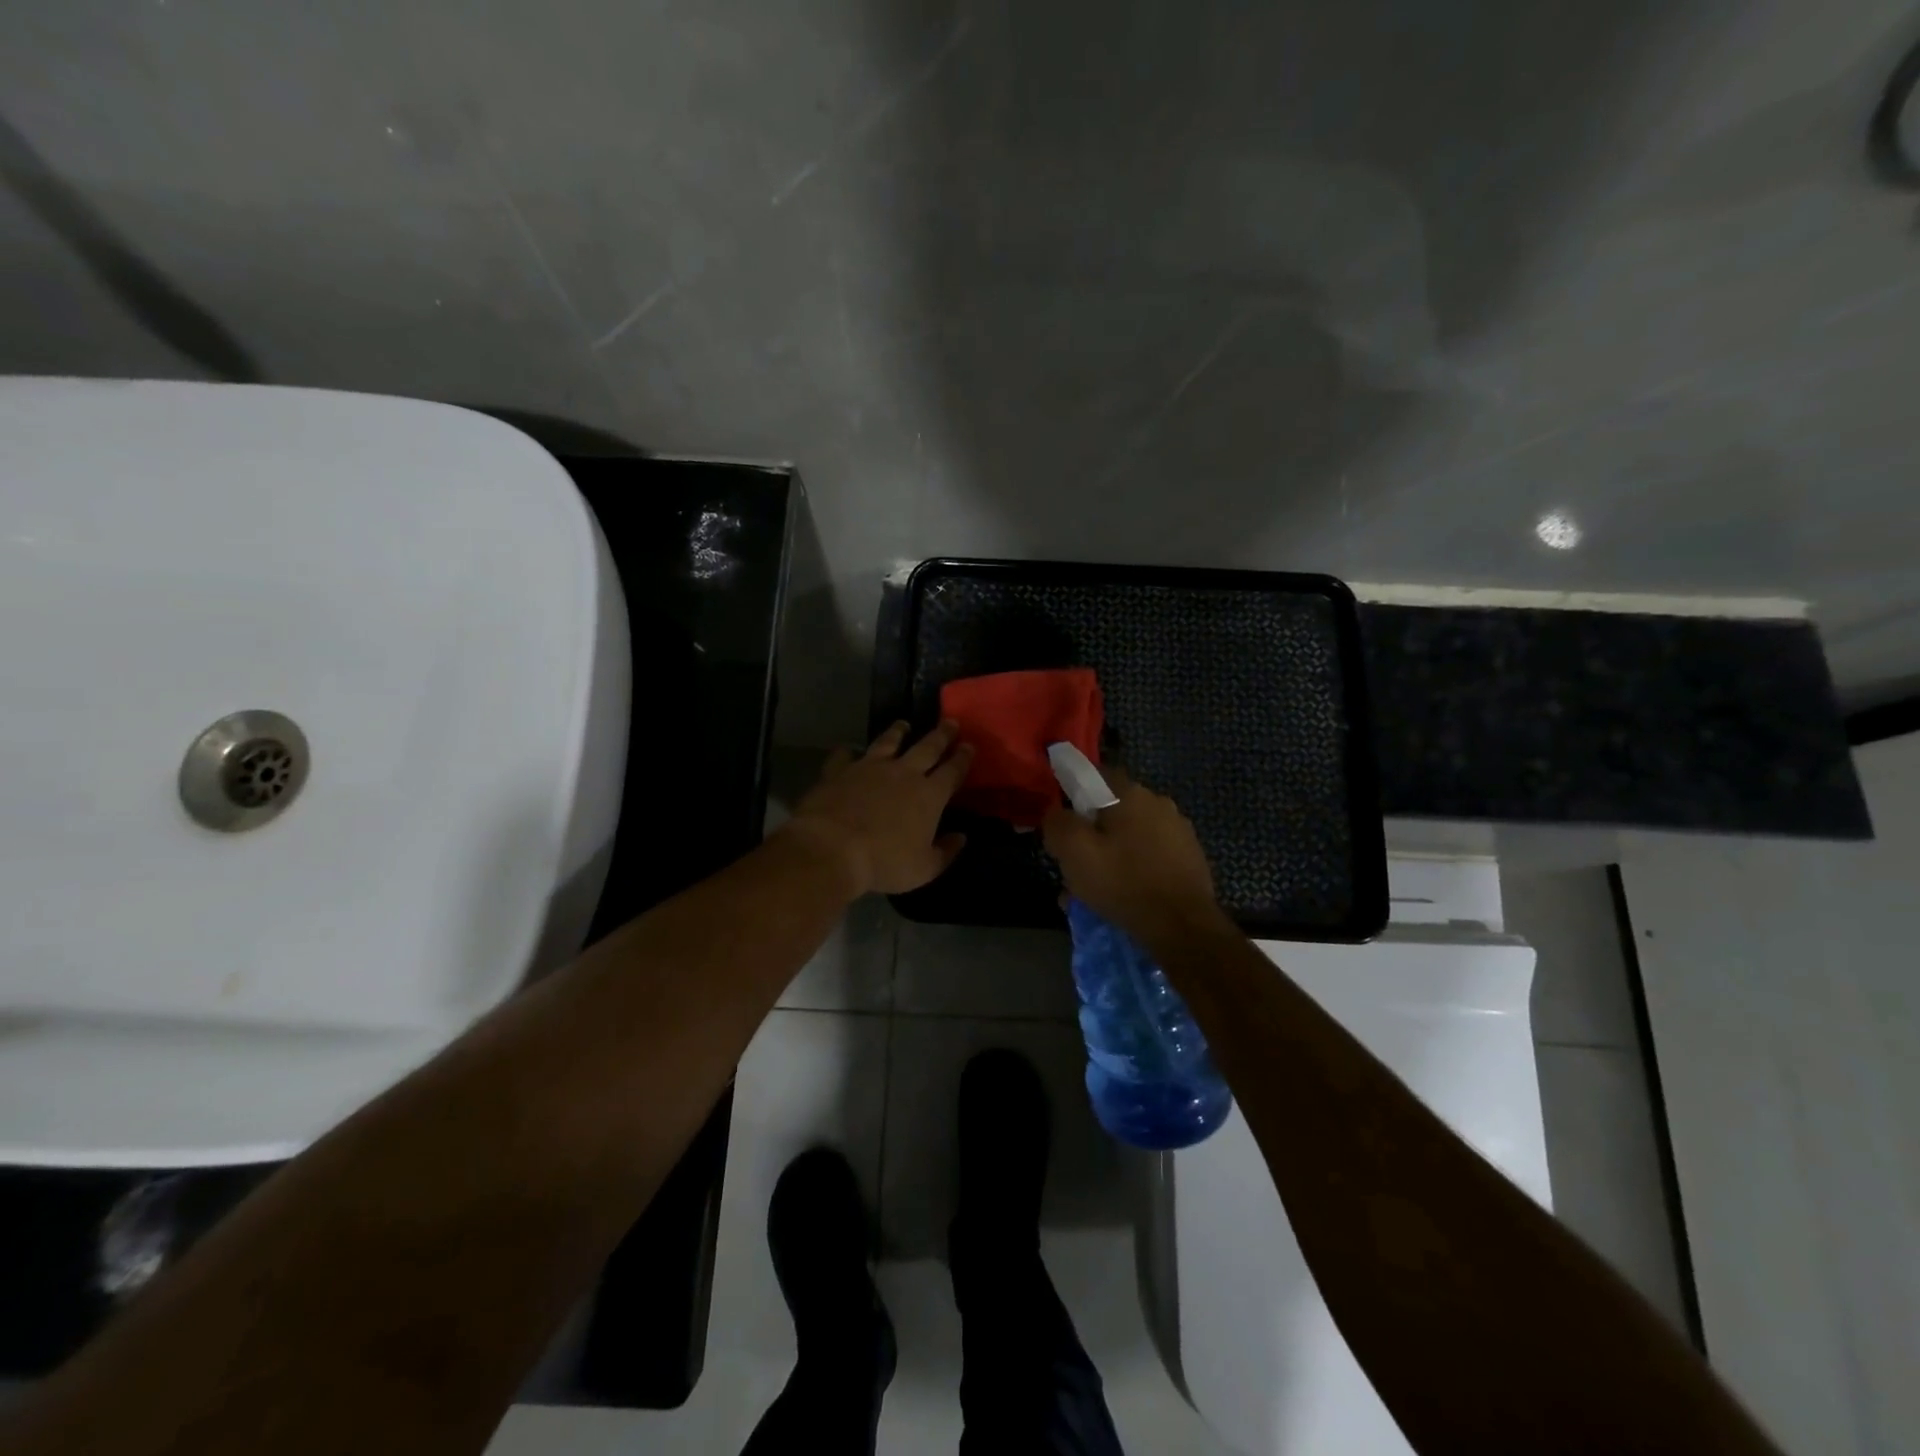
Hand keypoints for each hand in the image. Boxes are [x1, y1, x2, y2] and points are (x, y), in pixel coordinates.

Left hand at [783, 720, 972, 896]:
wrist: (832, 848)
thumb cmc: (884, 862)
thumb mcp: (923, 868)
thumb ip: (945, 852)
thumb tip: (961, 837)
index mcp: (929, 795)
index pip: (952, 771)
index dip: (963, 758)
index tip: (969, 745)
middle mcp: (903, 773)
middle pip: (927, 747)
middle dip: (942, 734)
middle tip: (950, 721)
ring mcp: (869, 767)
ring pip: (888, 741)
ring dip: (898, 731)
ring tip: (904, 724)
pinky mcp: (840, 770)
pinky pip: (844, 755)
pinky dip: (847, 752)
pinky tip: (847, 750)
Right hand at [1041, 773, 1230, 950]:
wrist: (1182, 927)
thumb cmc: (1123, 882)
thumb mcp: (1074, 851)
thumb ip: (1057, 822)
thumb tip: (1056, 813)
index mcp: (1131, 793)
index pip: (1094, 777)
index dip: (1073, 797)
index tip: (1063, 825)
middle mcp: (1159, 803)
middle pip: (1113, 811)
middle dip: (1092, 834)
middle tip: (1075, 866)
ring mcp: (1179, 831)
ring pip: (1131, 837)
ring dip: (1112, 856)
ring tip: (1096, 891)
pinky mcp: (1190, 858)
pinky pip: (1151, 857)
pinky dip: (1135, 870)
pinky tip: (1124, 897)